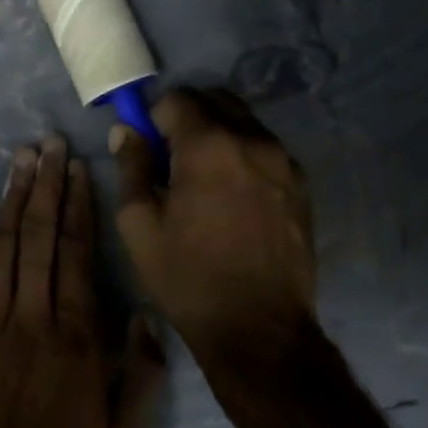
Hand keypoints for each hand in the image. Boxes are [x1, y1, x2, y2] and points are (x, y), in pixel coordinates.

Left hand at [0, 136, 165, 427]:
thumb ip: (144, 370)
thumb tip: (144, 311)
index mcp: (77, 333)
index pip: (77, 251)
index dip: (77, 204)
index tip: (78, 167)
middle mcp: (33, 315)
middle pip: (39, 235)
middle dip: (45, 184)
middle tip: (48, 143)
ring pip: (3, 246)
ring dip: (12, 198)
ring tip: (20, 158)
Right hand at [111, 90, 316, 365]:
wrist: (259, 329)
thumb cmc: (188, 277)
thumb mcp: (140, 224)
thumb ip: (131, 166)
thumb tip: (126, 131)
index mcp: (209, 145)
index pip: (178, 98)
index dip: (156, 117)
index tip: (150, 148)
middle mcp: (252, 140)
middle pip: (216, 99)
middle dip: (190, 117)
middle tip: (174, 158)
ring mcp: (283, 161)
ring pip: (244, 122)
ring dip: (219, 134)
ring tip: (206, 182)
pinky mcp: (301, 184)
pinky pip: (266, 149)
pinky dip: (244, 155)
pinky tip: (235, 197)